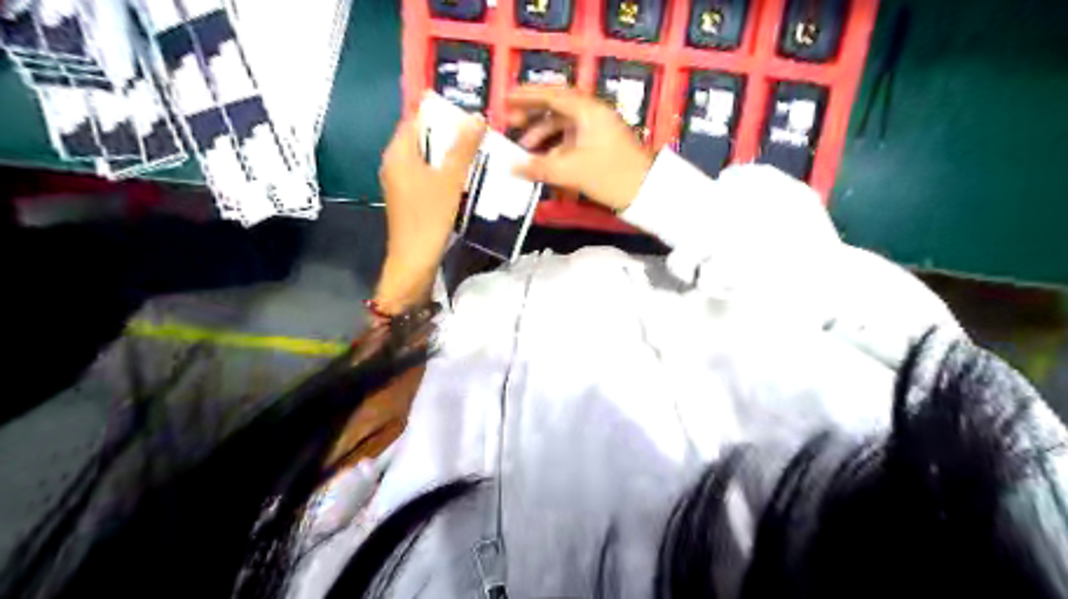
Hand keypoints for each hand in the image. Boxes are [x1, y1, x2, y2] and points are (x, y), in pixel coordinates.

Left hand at [375, 115, 484, 313]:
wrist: (414, 259)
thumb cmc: (429, 216)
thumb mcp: (450, 180)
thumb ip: (463, 148)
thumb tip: (477, 117)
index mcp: (398, 152)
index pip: (415, 118)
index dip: (438, 110)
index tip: (464, 109)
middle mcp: (393, 162)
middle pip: (420, 136)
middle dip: (446, 131)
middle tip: (475, 130)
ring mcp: (399, 181)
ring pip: (424, 156)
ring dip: (446, 152)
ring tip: (474, 149)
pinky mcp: (407, 196)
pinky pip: (424, 173)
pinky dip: (441, 169)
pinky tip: (461, 175)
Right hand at [505, 84, 650, 211]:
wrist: (646, 191)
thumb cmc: (610, 175)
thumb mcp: (571, 171)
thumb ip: (539, 167)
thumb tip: (512, 167)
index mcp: (587, 110)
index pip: (551, 94)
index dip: (526, 96)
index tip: (505, 99)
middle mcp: (592, 114)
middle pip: (556, 107)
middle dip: (532, 115)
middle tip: (510, 123)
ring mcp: (596, 130)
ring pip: (563, 125)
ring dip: (542, 135)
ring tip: (523, 150)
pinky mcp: (599, 145)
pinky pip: (571, 139)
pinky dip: (555, 147)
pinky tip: (543, 161)